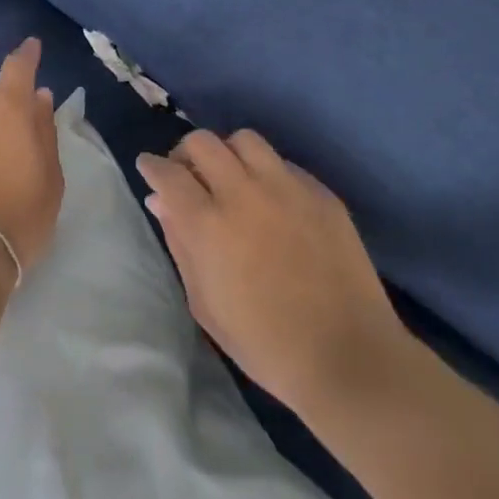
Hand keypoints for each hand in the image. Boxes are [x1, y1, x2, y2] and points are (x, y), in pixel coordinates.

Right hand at [136, 129, 406, 414]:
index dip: (152, 166)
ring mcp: (286, 188)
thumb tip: (161, 202)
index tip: (149, 168)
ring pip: (244, 140)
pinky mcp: (321, 193)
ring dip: (228, 154)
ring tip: (231, 178)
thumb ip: (179, 244)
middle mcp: (244, 193)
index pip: (168, 173)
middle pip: (202, 142)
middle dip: (185, 153)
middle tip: (188, 174)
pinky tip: (272, 200)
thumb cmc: (265, 344)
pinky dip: (267, 173)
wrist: (349, 358)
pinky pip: (283, 163)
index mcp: (208, 224)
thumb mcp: (204, 304)